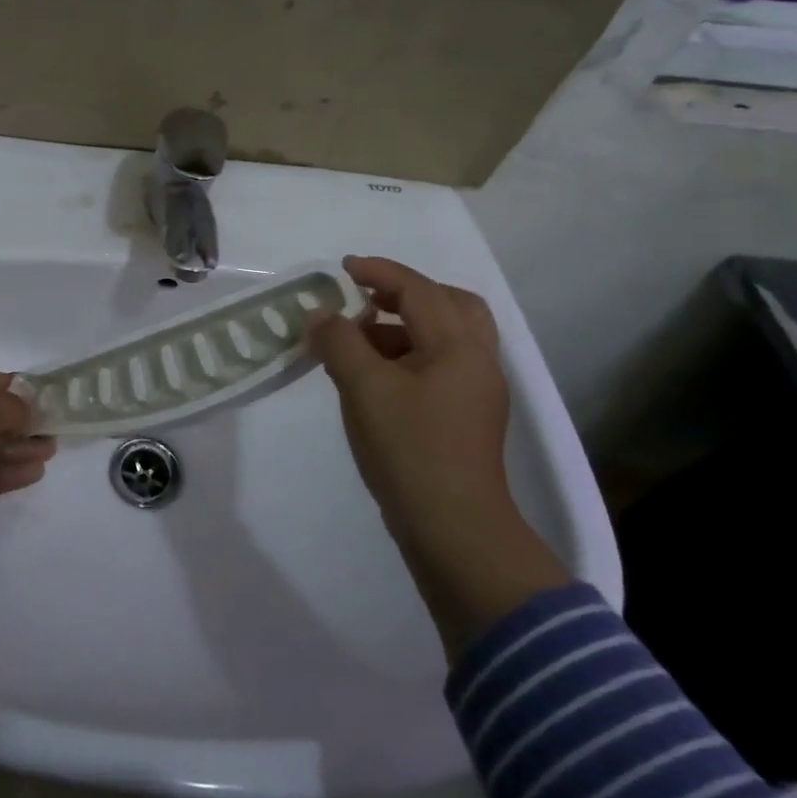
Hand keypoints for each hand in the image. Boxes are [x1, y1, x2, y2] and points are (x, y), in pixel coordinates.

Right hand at [308, 256, 568, 656]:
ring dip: (404, 326)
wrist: (453, 529)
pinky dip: (408, 355)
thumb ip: (338, 342)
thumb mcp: (364, 388)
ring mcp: (476, 391)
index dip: (378, 271)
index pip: (418, 289)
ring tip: (359, 340)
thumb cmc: (410, 449)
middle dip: (406, 293)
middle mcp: (477, 360)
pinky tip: (374, 377)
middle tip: (366, 298)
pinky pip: (439, 365)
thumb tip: (319, 313)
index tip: (341, 268)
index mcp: (459, 345)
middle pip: (450, 304)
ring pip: (446, 337)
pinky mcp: (466, 417)